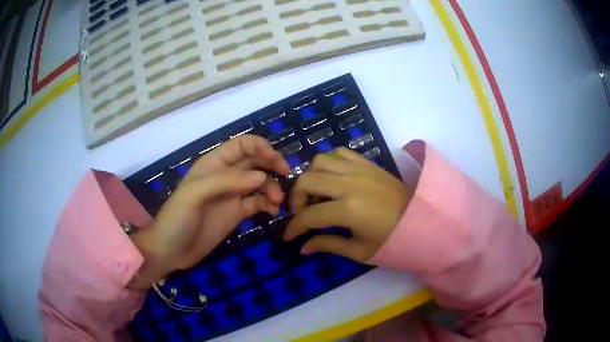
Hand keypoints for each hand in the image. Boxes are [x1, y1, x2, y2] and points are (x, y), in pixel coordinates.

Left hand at [129, 135, 288, 289]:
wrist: (171, 251)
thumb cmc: (177, 218)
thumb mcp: (195, 194)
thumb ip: (226, 181)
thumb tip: (262, 177)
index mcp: (214, 164)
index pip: (242, 145)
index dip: (260, 147)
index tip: (275, 161)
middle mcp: (225, 176)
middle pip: (255, 161)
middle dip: (271, 165)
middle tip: (285, 176)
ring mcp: (232, 195)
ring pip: (260, 182)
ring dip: (272, 188)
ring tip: (276, 202)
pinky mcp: (237, 213)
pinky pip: (258, 202)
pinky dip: (268, 204)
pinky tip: (272, 212)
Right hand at [283, 148, 409, 262]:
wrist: (420, 221)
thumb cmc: (391, 241)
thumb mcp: (359, 251)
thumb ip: (327, 245)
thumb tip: (302, 247)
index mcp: (348, 210)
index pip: (309, 216)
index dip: (293, 227)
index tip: (289, 236)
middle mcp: (350, 184)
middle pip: (307, 180)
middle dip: (296, 198)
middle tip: (302, 212)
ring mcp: (359, 169)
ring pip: (319, 161)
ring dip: (311, 176)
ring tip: (317, 193)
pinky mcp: (367, 163)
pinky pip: (339, 152)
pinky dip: (329, 163)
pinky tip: (332, 178)